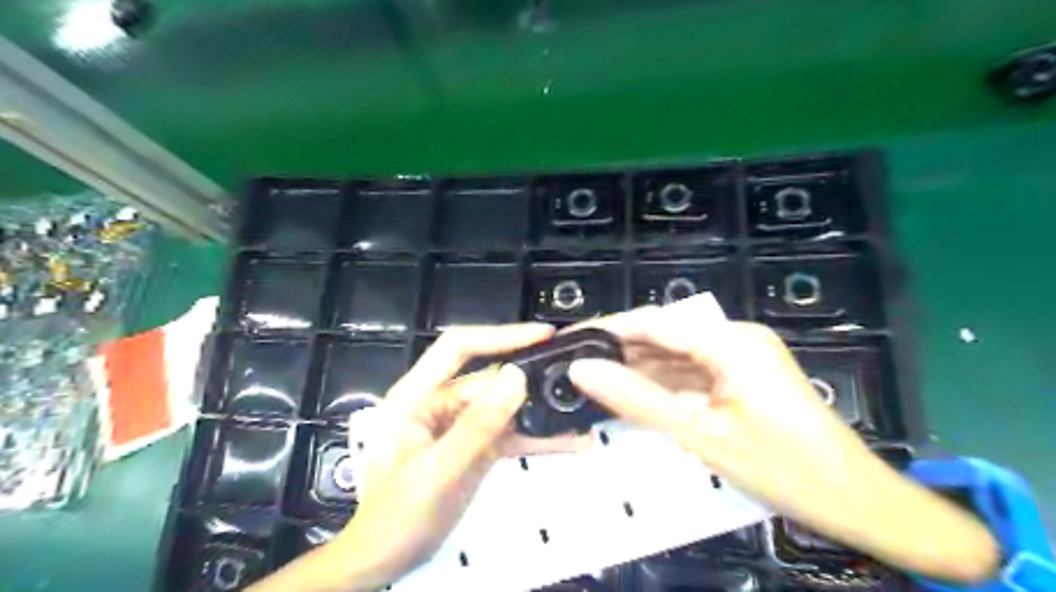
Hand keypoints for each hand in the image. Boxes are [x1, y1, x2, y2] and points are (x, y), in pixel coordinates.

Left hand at [251, 323, 589, 591]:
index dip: (499, 335)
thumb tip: (516, 378)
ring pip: (506, 406)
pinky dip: (536, 436)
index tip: (542, 335)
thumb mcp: (438, 470)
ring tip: (579, 415)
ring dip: (540, 412)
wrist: (387, 560)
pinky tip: (567, 441)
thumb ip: (477, 425)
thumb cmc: (397, 516)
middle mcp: (441, 402)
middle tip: (574, 378)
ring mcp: (461, 424)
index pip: (458, 348)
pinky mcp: (476, 445)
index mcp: (417, 395)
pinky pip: (509, 432)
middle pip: (490, 379)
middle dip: (531, 379)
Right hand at [570, 308, 999, 584]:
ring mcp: (740, 356)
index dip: (605, 328)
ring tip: (591, 378)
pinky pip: (691, 372)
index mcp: (729, 341)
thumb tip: (580, 369)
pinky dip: (662, 384)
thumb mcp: (699, 435)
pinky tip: (631, 393)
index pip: (651, 322)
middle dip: (618, 350)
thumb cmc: (783, 468)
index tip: (567, 340)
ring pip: (674, 355)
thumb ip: (636, 400)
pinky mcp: (742, 376)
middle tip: (572, 364)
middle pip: (662, 336)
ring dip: (637, 368)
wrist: (858, 502)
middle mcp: (734, 337)